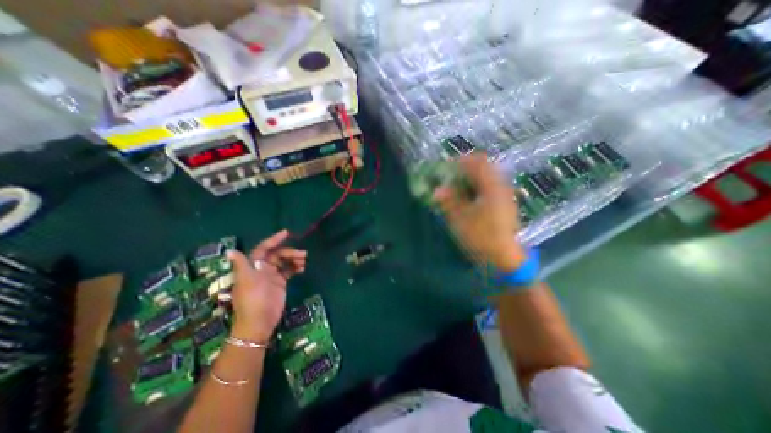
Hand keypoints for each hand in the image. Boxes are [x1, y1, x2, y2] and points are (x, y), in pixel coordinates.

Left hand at [226, 230, 306, 341]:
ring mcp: (272, 276)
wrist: (260, 321)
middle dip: (290, 252)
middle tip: (303, 254)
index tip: (287, 233)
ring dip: (294, 259)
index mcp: (253, 266)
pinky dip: (295, 267)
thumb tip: (229, 251)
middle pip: (278, 254)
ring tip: (304, 261)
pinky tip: (302, 268)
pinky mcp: (280, 283)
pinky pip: (289, 270)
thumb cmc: (253, 298)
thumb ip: (242, 264)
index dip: (274, 240)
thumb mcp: (247, 280)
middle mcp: (262, 268)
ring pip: (284, 261)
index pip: (264, 248)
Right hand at [433, 154, 523, 271]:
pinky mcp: (504, 205)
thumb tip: (437, 189)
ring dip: (471, 179)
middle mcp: (501, 187)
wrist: (503, 259)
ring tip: (456, 188)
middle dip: (465, 170)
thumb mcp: (460, 218)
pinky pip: (489, 188)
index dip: (461, 161)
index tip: (446, 167)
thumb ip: (448, 201)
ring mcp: (505, 196)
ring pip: (487, 178)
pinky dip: (477, 188)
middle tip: (450, 178)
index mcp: (492, 187)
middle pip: (484, 168)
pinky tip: (467, 199)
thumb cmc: (481, 237)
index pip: (478, 162)